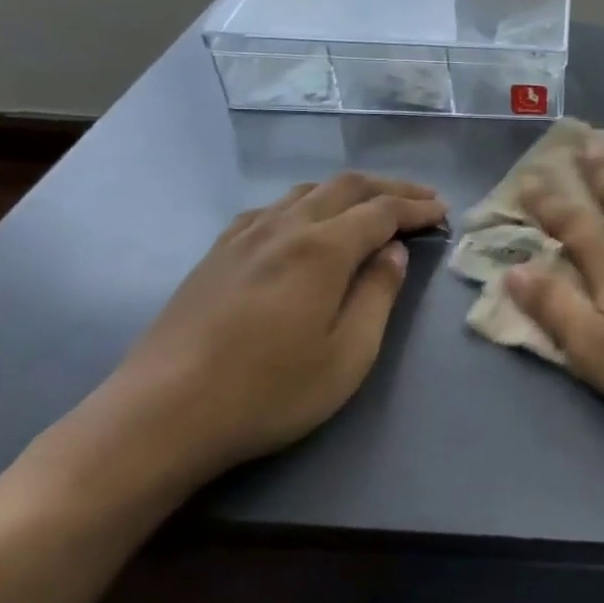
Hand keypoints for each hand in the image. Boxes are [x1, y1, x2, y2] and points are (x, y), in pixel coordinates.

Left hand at [64, 172, 445, 497]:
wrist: (161, 415)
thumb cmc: (270, 391)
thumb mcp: (349, 353)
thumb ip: (378, 294)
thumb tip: (393, 251)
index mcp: (322, 249)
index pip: (381, 211)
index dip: (416, 207)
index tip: (442, 211)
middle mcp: (284, 228)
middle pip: (345, 187)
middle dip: (389, 188)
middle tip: (421, 199)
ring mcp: (244, 237)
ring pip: (306, 192)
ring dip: (348, 192)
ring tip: (372, 207)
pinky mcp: (216, 255)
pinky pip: (272, 209)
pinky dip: (306, 204)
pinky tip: (306, 224)